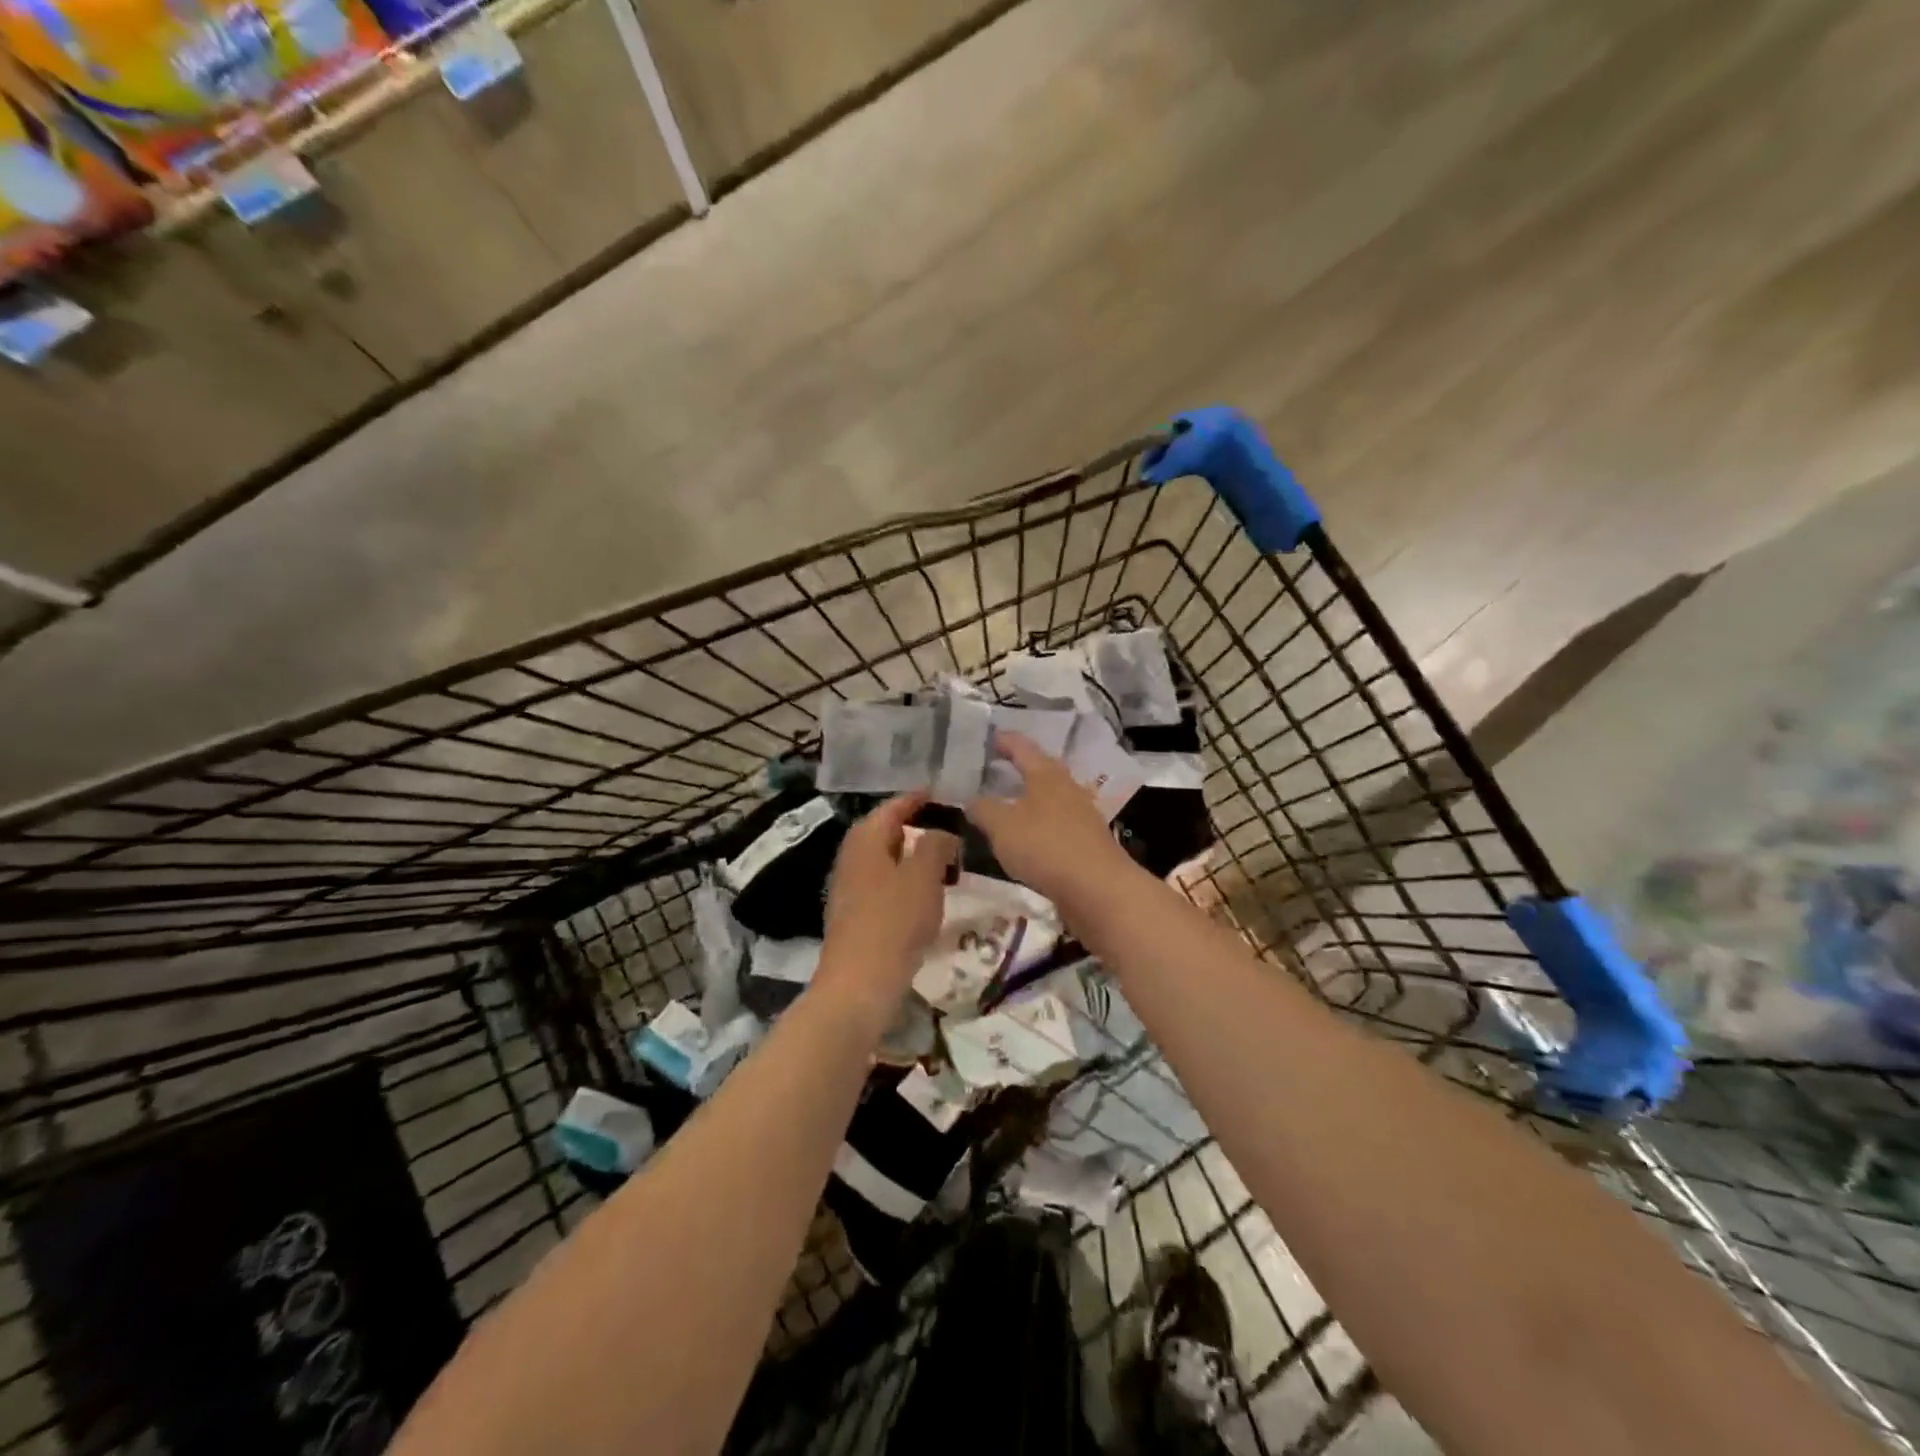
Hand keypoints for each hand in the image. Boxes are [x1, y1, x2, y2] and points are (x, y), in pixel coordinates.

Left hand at [818, 794, 957, 1019]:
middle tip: (949, 828)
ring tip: (945, 863)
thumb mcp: (924, 875)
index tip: (942, 793)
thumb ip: (936, 844)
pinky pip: (884, 886)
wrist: (859, 984)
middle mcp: (851, 857)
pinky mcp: (855, 916)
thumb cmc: (893, 921)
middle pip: (885, 832)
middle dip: (916, 828)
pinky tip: (926, 897)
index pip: (892, 807)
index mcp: (865, 839)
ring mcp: (849, 888)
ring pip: (886, 861)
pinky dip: (906, 883)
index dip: (917, 799)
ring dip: (913, 858)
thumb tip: (942, 833)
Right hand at [964, 733, 1136, 905]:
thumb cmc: (1045, 846)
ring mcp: (1082, 814)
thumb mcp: (1002, 827)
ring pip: (1052, 796)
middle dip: (1021, 767)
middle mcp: (1067, 787)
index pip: (1023, 748)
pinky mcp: (1087, 841)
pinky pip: (1058, 822)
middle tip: (998, 766)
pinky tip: (1029, 836)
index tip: (990, 736)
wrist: (1098, 888)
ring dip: (1031, 796)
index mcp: (1046, 775)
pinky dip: (1040, 822)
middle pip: (1042, 769)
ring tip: (1010, 802)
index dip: (1005, 741)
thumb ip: (983, 810)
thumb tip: (971, 800)